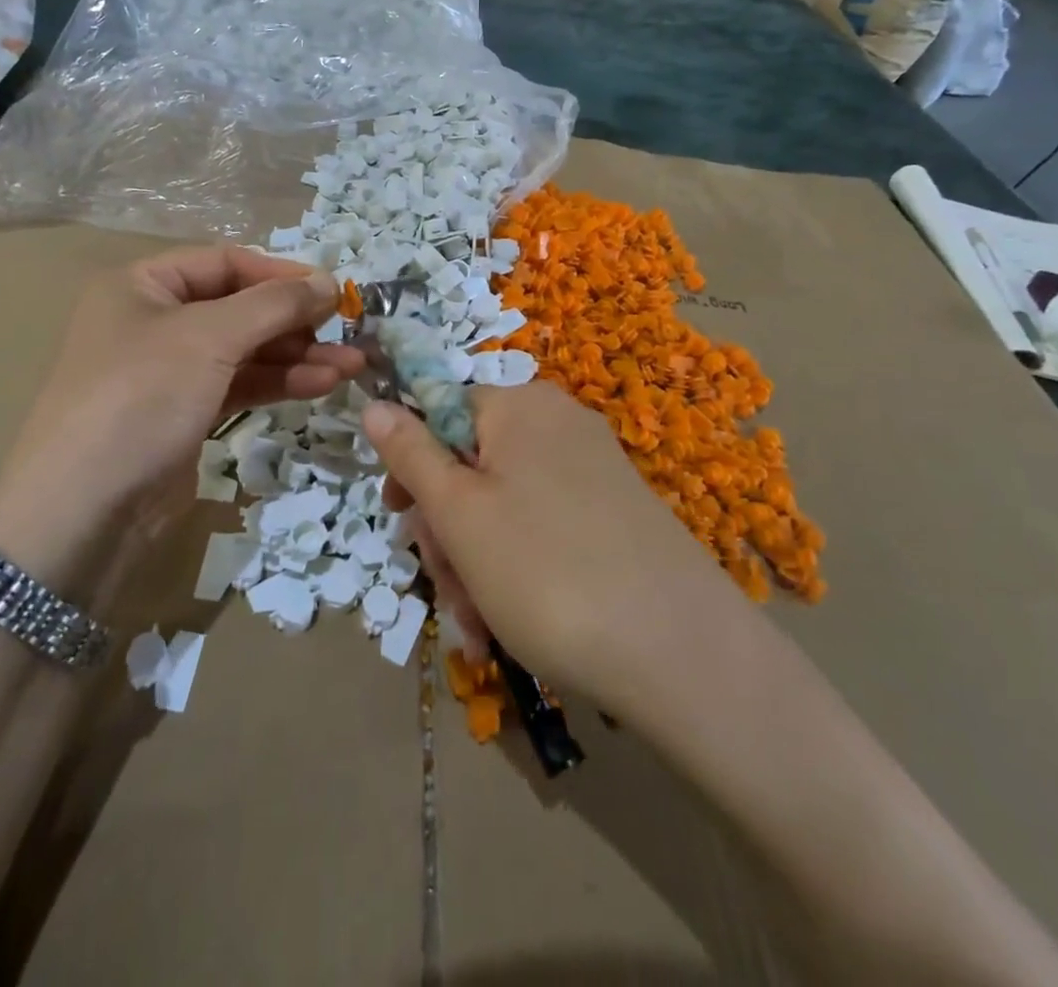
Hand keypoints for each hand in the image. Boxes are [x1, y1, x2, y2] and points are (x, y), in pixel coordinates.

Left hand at [0, 247, 362, 585]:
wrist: (83, 511)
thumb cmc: (140, 397)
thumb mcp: (209, 337)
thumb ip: (274, 304)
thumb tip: (330, 282)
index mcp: (143, 285)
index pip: (225, 263)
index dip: (281, 274)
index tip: (334, 292)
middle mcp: (154, 321)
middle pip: (239, 308)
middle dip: (296, 321)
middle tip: (350, 333)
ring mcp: (170, 372)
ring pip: (245, 351)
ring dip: (297, 355)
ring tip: (351, 366)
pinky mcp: (184, 415)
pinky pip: (240, 385)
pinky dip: (279, 383)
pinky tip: (321, 385)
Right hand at [364, 383, 746, 712]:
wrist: (683, 655)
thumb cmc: (545, 570)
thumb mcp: (459, 513)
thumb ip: (410, 454)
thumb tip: (374, 403)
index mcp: (520, 406)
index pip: (440, 412)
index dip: (412, 466)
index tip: (401, 518)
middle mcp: (559, 426)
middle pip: (472, 465)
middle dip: (447, 531)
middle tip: (448, 591)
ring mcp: (593, 471)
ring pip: (503, 507)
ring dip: (476, 565)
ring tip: (479, 629)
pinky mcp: (616, 516)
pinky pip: (543, 530)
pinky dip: (517, 572)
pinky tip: (509, 628)